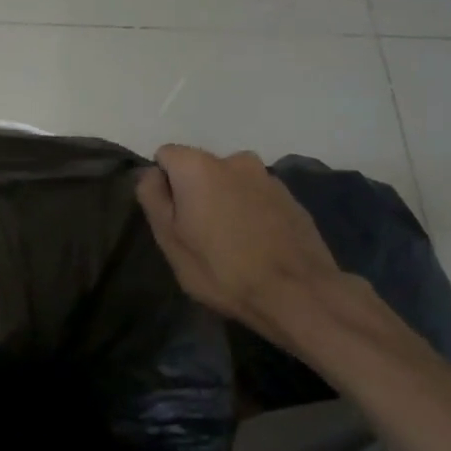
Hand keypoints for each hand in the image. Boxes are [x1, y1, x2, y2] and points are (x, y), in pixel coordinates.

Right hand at [136, 146, 342, 339]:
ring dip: (224, 202)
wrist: (298, 293)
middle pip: (199, 168)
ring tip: (231, 243)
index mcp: (198, 165)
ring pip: (230, 183)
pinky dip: (250, 213)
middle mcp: (234, 159)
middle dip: (194, 192)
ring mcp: (267, 177)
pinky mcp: (292, 198)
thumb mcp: (169, 238)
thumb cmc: (221, 267)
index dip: (162, 185)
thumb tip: (151, 174)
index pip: (165, 156)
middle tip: (198, 235)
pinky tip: (256, 245)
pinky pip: (256, 198)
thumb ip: (153, 197)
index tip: (171, 218)